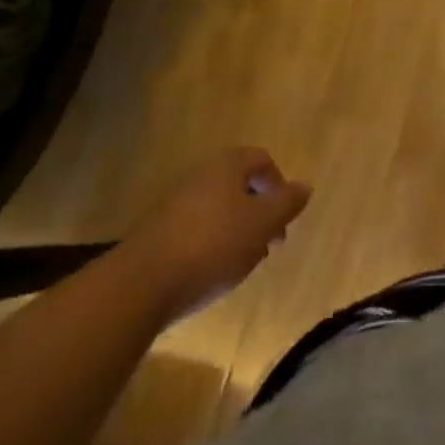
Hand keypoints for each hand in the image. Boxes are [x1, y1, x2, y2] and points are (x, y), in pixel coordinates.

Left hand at [135, 147, 312, 299]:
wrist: (139, 285)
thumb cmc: (212, 245)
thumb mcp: (262, 223)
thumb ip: (287, 203)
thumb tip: (305, 186)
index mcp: (227, 166)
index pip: (261, 160)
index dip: (278, 184)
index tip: (284, 217)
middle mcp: (200, 176)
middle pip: (238, 185)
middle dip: (258, 211)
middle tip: (268, 244)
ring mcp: (174, 204)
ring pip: (217, 209)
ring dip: (235, 231)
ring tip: (242, 263)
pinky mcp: (156, 234)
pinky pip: (194, 230)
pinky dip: (210, 245)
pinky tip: (211, 273)